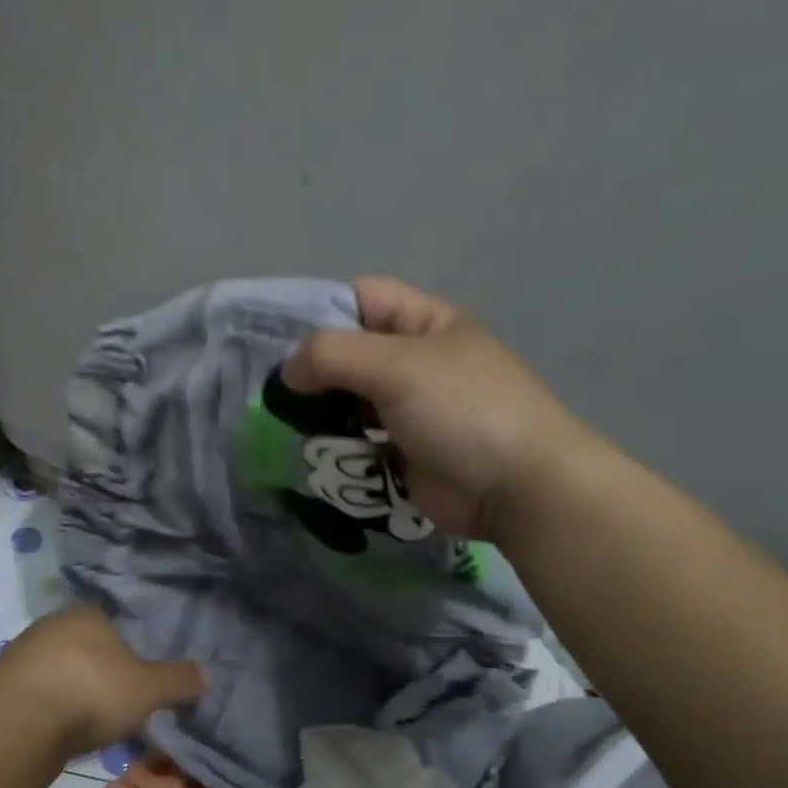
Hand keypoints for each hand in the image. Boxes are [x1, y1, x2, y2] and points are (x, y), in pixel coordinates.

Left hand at [0, 606, 204, 757]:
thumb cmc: (91, 691)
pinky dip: (47, 708)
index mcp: (88, 614)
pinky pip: (34, 693)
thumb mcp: (148, 689)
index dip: (127, 649)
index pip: (112, 623)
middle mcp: (52, 625)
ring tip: (85, 722)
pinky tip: (55, 731)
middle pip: (83, 646)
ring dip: (69, 691)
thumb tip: (209, 673)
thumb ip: (178, 681)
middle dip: (97, 671)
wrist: (16, 722)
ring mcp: (21, 653)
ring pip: (56, 669)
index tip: (135, 677)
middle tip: (114, 701)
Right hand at [282, 275, 592, 539]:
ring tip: (282, 430)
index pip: (359, 297)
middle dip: (309, 373)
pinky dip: (332, 449)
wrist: (517, 490)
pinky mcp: (401, 453)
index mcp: (424, 323)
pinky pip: (355, 443)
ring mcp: (408, 410)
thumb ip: (333, 356)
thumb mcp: (397, 367)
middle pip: (348, 354)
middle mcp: (414, 361)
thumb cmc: (463, 412)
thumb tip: (288, 373)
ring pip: (346, 403)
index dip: (318, 311)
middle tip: (269, 395)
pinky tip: (307, 457)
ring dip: (317, 416)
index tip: (275, 342)